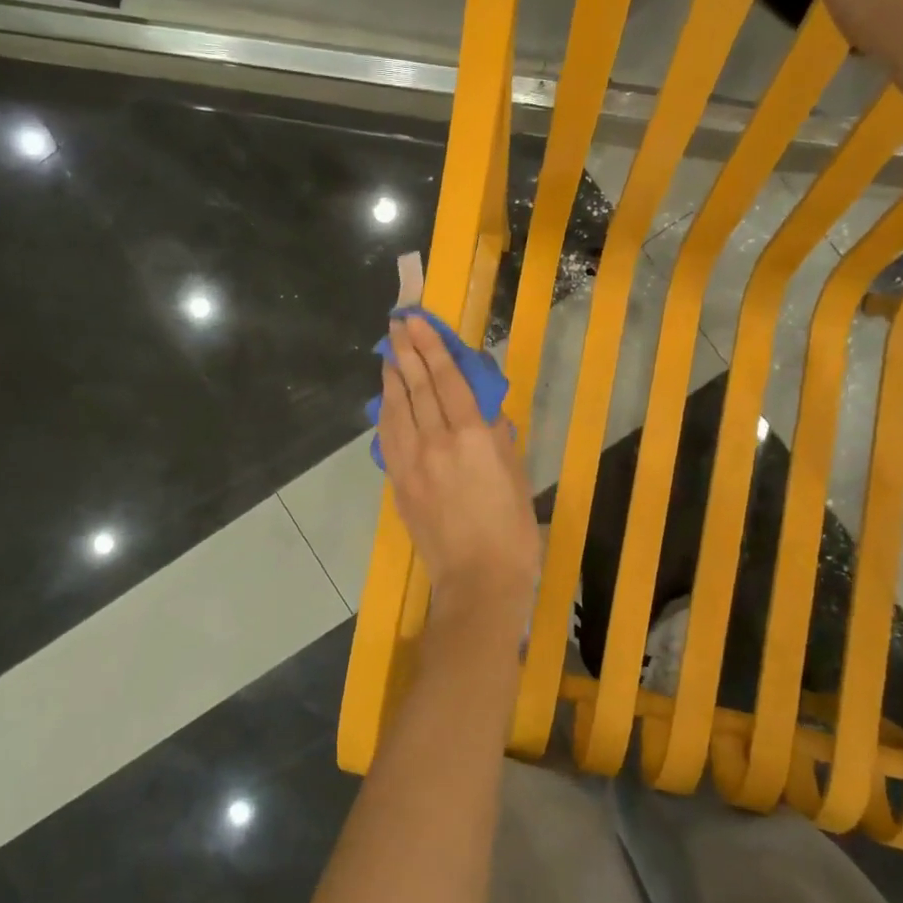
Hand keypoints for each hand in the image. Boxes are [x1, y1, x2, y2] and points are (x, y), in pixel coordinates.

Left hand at [378, 315, 538, 608]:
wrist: (478, 581)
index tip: (417, 321)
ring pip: (397, 408)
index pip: (447, 379)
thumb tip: (483, 408)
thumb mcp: (517, 475)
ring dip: (391, 376)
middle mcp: (437, 441)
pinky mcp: (399, 482)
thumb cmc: (511, 530)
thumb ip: (497, 436)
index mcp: (472, 436)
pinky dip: (386, 411)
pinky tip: (386, 398)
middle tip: (397, 323)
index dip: (431, 346)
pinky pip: (389, 437)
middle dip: (405, 351)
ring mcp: (412, 462)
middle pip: (416, 386)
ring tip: (389, 351)